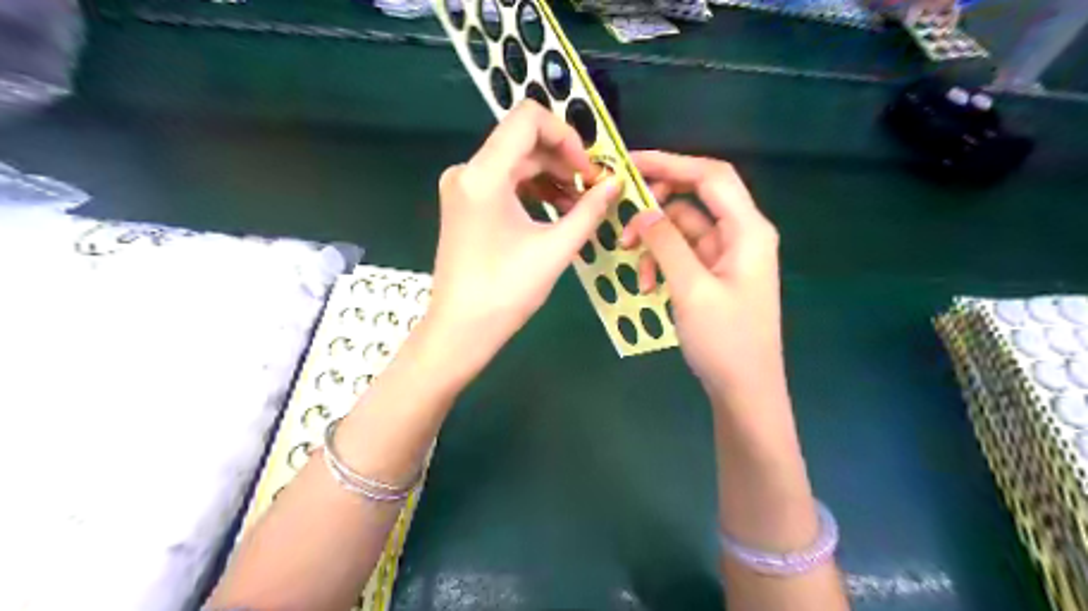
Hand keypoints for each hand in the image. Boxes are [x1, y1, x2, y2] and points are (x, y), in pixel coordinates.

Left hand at [428, 104, 625, 384]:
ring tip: (578, 207)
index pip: (528, 119)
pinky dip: (532, 190)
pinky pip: (503, 181)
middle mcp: (467, 171)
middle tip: (592, 191)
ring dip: (550, 177)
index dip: (566, 136)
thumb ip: (589, 210)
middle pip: (523, 141)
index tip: (588, 170)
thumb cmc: (507, 292)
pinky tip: (555, 212)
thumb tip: (617, 182)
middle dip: (563, 161)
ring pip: (515, 162)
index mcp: (484, 174)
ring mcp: (462, 187)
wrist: (460, 329)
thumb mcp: (556, 249)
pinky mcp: (464, 203)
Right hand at [620, 150, 782, 393]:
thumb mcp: (691, 289)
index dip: (671, 163)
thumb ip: (667, 243)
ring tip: (636, 272)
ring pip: (682, 230)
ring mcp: (727, 256)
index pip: (710, 176)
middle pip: (693, 201)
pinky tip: (648, 286)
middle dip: (655, 211)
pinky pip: (683, 254)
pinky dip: (662, 263)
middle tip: (621, 222)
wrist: (744, 390)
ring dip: (654, 245)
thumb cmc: (725, 341)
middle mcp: (740, 235)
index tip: (630, 163)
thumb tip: (644, 210)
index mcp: (747, 230)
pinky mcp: (714, 275)